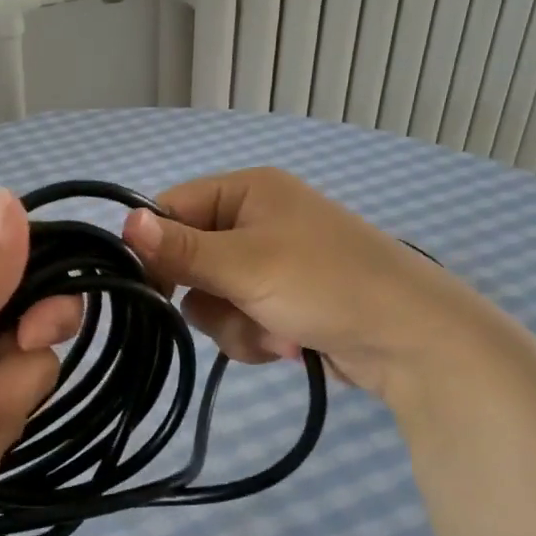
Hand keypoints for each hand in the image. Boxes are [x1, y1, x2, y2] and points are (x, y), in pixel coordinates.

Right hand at [120, 166, 496, 396]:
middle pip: (187, 259)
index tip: (150, 285)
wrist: (412, 341)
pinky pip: (236, 319)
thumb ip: (181, 249)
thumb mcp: (246, 264)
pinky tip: (288, 343)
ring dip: (233, 323)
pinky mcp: (280, 301)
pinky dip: (254, 336)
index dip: (155, 247)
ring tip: (274, 330)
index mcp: (247, 192)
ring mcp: (268, 264)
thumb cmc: (325, 283)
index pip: (171, 209)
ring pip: (209, 298)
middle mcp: (254, 221)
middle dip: (207, 295)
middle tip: (232, 305)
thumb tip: (124, 222)